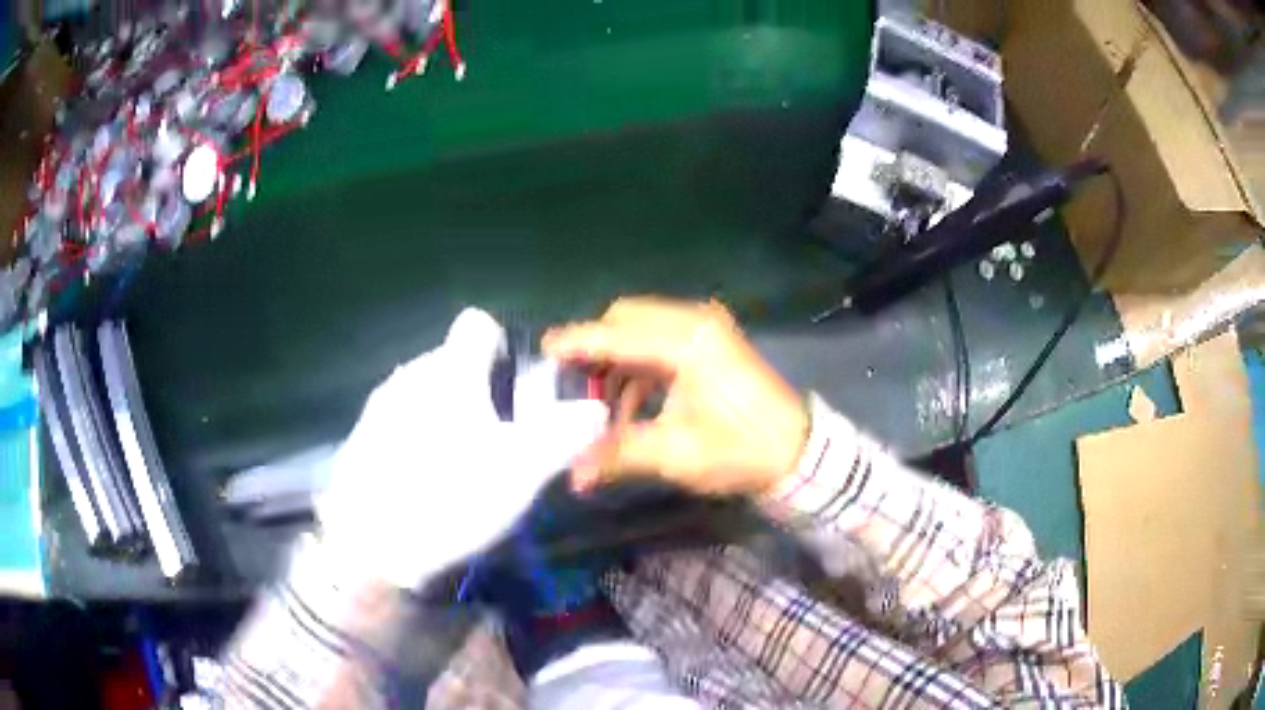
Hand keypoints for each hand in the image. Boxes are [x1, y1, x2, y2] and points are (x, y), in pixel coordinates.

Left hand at [317, 308, 608, 589]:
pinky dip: (414, 440)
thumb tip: (597, 409)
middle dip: (475, 390)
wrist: (369, 547)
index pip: (477, 325)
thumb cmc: (451, 498)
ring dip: (444, 417)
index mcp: (452, 371)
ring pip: (422, 394)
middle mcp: (410, 375)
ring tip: (458, 467)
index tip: (511, 390)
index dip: (499, 347)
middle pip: (451, 363)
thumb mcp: (522, 471)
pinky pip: (396, 423)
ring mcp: (378, 407)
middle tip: (494, 443)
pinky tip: (421, 483)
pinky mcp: (359, 439)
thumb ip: (565, 435)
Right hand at [543, 297, 807, 496]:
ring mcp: (707, 327)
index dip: (577, 341)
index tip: (544, 351)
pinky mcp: (713, 341)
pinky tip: (635, 402)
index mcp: (685, 342)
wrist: (797, 453)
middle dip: (596, 347)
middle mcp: (694, 321)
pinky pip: (661, 340)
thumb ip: (617, 455)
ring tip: (605, 404)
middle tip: (574, 384)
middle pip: (626, 318)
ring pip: (642, 328)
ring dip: (618, 359)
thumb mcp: (675, 454)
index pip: (616, 333)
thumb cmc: (741, 450)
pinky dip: (639, 364)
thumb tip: (573, 476)